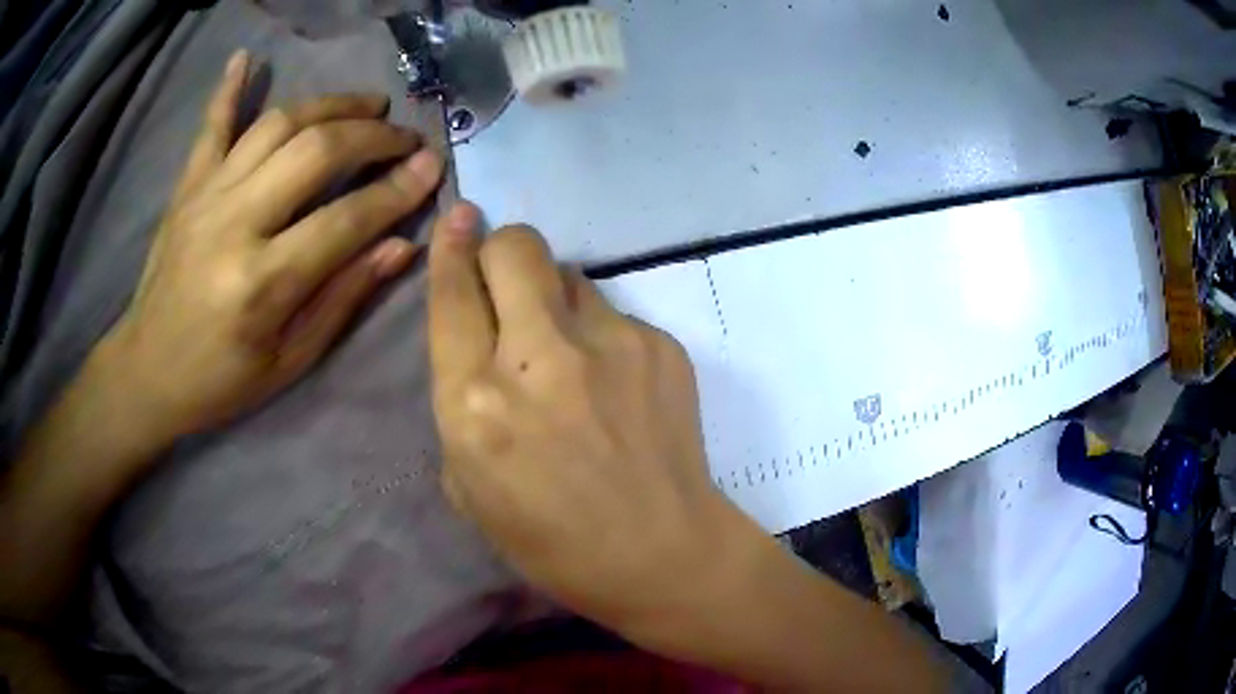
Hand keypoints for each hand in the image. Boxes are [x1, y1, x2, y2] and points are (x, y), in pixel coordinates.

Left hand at [102, 50, 443, 442]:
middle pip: (315, 151)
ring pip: (277, 124)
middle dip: (372, 136)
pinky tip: (247, 58)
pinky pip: (212, 126)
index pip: (346, 220)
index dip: (397, 191)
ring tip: (367, 104)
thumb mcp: (289, 361)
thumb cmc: (220, 379)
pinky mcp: (187, 187)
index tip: (433, 168)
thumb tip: (401, 246)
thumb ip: (343, 298)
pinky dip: (229, 89)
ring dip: (330, 104)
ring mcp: (206, 196)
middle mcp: (234, 224)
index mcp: (262, 283)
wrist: (147, 372)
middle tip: (405, 136)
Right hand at [427, 203, 751, 636]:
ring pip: (569, 274)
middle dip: (502, 248)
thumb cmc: (552, 542)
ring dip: (554, 298)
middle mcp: (539, 358)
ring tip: (570, 352)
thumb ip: (462, 403)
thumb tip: (483, 341)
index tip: (459, 218)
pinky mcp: (661, 345)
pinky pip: (614, 314)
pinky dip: (601, 335)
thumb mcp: (470, 485)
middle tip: (506, 278)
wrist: (662, 553)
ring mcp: (610, 344)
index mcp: (477, 404)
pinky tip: (616, 385)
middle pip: (516, 248)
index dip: (451, 248)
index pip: (453, 296)